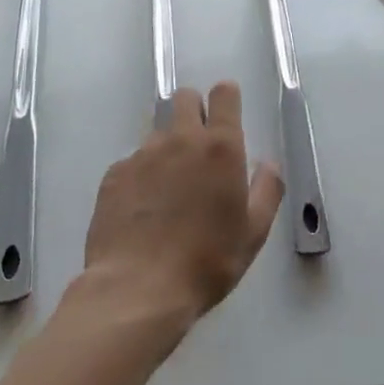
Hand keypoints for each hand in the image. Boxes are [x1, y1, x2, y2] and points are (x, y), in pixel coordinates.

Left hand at [83, 84, 283, 318]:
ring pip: (158, 132)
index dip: (226, 99)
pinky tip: (141, 211)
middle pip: (185, 97)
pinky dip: (140, 176)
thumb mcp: (253, 233)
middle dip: (193, 111)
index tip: (227, 117)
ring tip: (167, 191)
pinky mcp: (115, 174)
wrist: (136, 291)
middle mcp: (181, 139)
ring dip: (167, 148)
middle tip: (198, 149)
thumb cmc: (206, 262)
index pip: (224, 93)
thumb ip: (267, 190)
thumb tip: (268, 164)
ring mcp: (144, 154)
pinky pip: (132, 162)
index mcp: (220, 147)